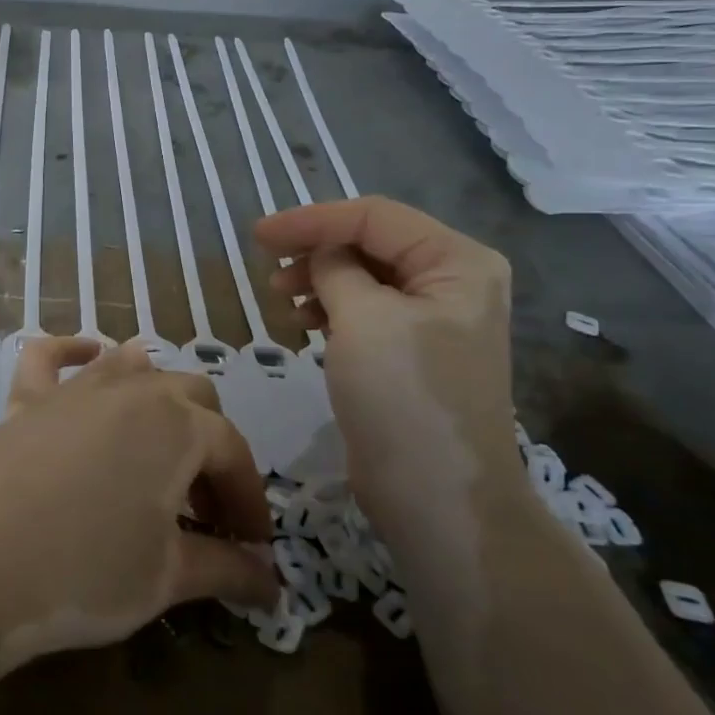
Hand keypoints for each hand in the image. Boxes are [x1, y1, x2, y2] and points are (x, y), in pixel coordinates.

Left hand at [0, 339, 278, 673]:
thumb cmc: (89, 574)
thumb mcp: (169, 577)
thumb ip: (228, 569)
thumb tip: (271, 581)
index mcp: (178, 426)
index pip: (232, 452)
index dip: (249, 499)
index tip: (253, 546)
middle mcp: (132, 390)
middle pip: (193, 396)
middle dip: (210, 446)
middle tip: (204, 506)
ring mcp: (74, 389)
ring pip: (133, 367)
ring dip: (158, 396)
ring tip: (160, 444)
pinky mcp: (27, 400)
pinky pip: (49, 356)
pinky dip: (72, 351)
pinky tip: (87, 355)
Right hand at [254, 197, 517, 513]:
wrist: (436, 496)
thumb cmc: (404, 397)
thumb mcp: (364, 319)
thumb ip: (335, 268)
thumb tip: (319, 253)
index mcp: (457, 262)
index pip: (375, 217)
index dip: (312, 220)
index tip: (258, 234)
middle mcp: (452, 282)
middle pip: (372, 243)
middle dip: (317, 249)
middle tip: (269, 269)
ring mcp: (433, 320)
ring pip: (365, 277)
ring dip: (319, 280)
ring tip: (282, 299)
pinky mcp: (411, 353)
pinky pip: (366, 311)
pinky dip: (331, 309)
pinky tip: (304, 323)